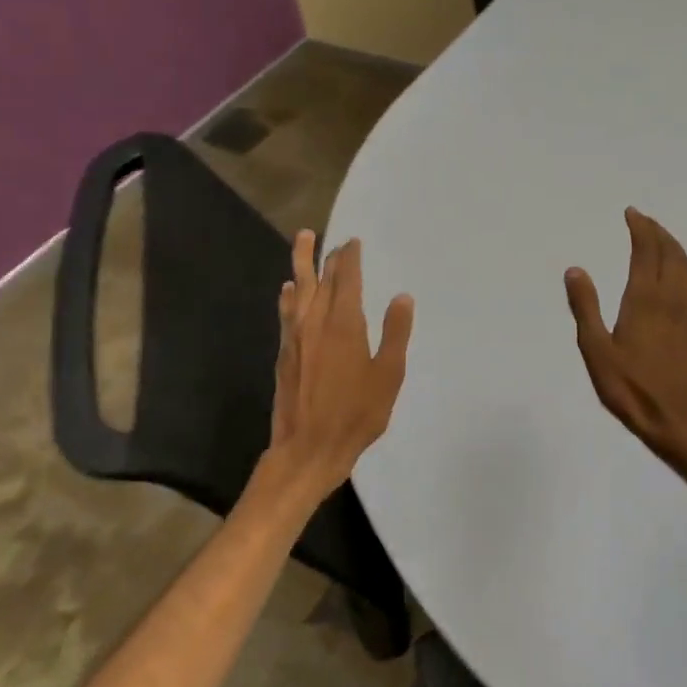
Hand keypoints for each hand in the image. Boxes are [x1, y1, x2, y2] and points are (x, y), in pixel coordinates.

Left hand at [265, 229, 413, 502]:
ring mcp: (296, 338)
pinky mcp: (285, 355)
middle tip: (328, 237)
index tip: (353, 242)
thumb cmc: (356, 414)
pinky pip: (287, 314)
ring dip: (300, 265)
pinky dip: (289, 297)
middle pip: (320, 280)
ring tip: (302, 241)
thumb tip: (402, 297)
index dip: (350, 259)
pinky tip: (289, 291)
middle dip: (326, 257)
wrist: (308, 448)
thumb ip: (395, 334)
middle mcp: (316, 323)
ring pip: (298, 291)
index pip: (346, 280)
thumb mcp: (388, 375)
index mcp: (344, 325)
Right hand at [565, 208, 686, 463]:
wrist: (674, 419)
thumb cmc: (629, 386)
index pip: (646, 251)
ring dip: (673, 247)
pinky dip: (684, 270)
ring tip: (660, 240)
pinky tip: (678, 279)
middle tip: (643, 220)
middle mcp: (672, 298)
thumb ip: (585, 307)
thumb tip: (575, 269)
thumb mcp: (596, 349)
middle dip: (658, 232)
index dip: (640, 228)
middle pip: (671, 253)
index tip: (631, 213)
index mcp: (645, 298)